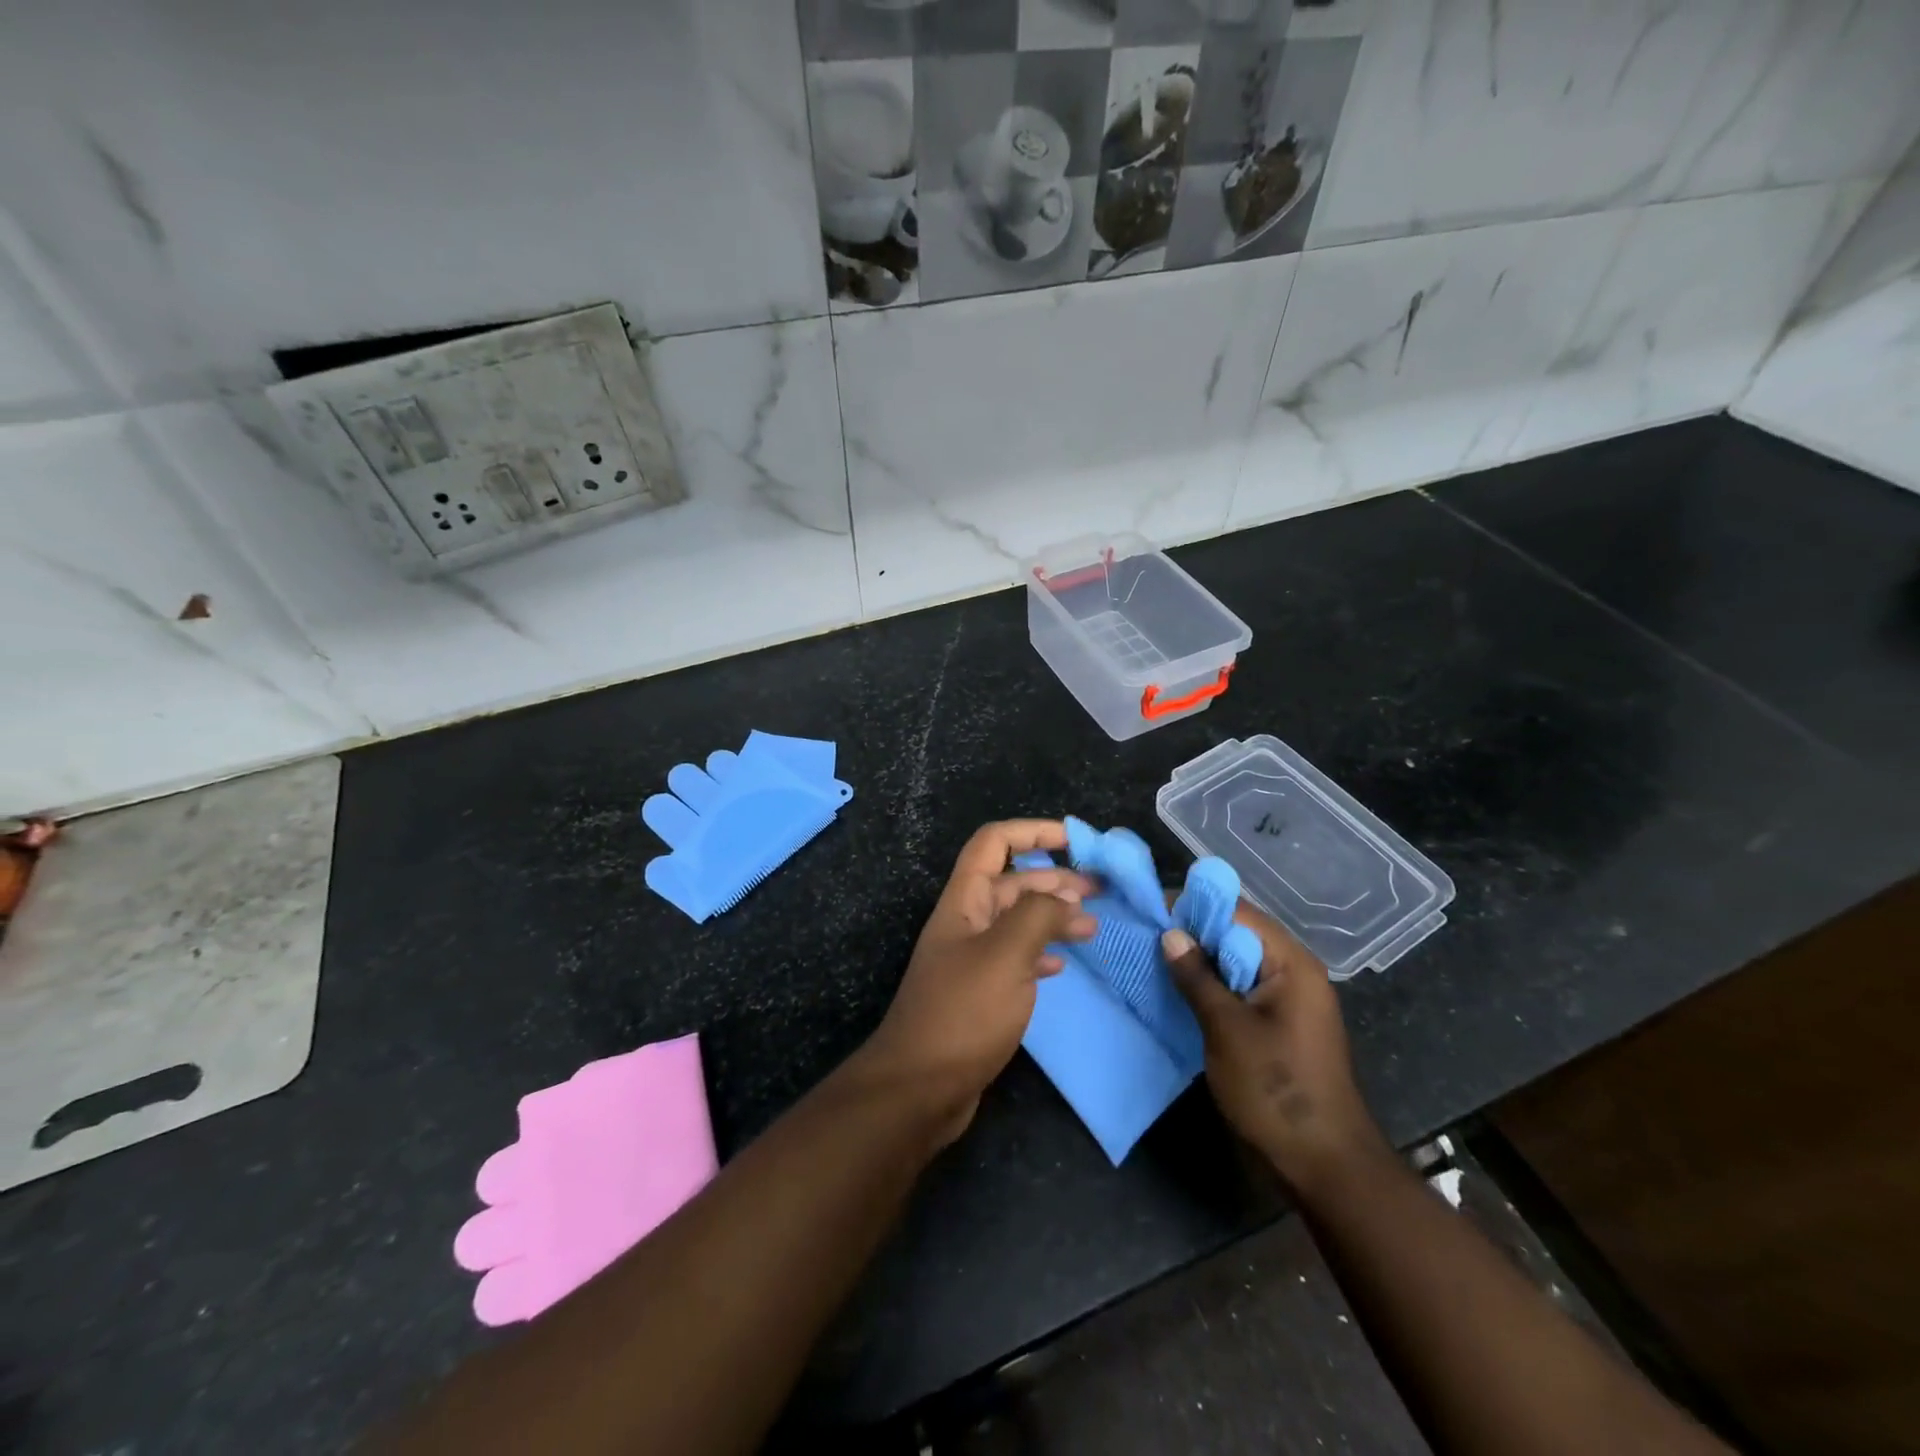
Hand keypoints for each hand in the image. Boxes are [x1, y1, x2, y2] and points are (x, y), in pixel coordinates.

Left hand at [859, 820, 1095, 1144]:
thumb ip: (1038, 915)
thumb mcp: (1006, 954)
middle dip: (1055, 878)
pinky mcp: (980, 993)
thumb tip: (1067, 898)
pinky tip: (1062, 965)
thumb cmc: (963, 1012)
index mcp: (965, 900)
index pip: (994, 842)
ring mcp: (972, 958)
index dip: (1033, 831)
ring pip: (1018, 921)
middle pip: (1013, 881)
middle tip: (1101, 890)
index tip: (1076, 839)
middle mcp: (967, 921)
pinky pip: (1016, 958)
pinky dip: (1041, 953)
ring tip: (1092, 926)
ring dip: (1054, 916)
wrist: (919, 1087)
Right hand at [1163, 905, 1388, 1194]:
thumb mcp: (1227, 1029)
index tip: (1151, 911)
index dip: (1194, 907)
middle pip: (1237, 934)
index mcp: (1291, 963)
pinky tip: (1179, 991)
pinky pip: (1240, 988)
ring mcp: (1287, 999)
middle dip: (1193, 933)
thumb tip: (1171, 934)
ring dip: (1199, 961)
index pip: (1238, 913)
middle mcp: (1293, 971)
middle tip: (1146, 936)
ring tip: (1154, 959)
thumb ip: (1197, 977)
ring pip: (1236, 962)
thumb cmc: (1275, 1089)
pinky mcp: (1277, 1023)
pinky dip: (1211, 985)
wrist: (1322, 1164)